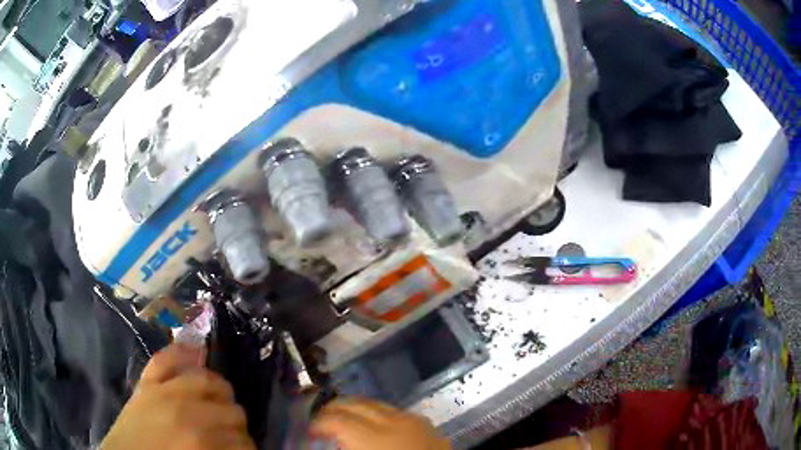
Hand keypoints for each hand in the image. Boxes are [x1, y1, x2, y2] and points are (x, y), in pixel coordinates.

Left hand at [100, 344, 254, 449]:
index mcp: (201, 441)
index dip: (249, 449)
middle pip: (233, 412)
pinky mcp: (147, 381)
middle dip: (238, 427)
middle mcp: (187, 410)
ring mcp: (163, 390)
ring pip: (208, 381)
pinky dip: (181, 353)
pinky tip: (196, 351)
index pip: (243, 441)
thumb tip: (239, 444)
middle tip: (234, 437)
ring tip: (222, 405)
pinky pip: (166, 358)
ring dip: (222, 394)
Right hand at [310, 398, 449, 449]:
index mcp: (374, 439)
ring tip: (341, 417)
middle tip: (320, 420)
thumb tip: (330, 442)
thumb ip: (347, 447)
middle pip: (354, 405)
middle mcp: (392, 422)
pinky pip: (393, 410)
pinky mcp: (424, 422)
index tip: (310, 431)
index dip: (319, 423)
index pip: (338, 420)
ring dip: (353, 408)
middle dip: (332, 409)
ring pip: (374, 403)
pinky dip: (375, 412)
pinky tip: (372, 422)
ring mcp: (411, 419)